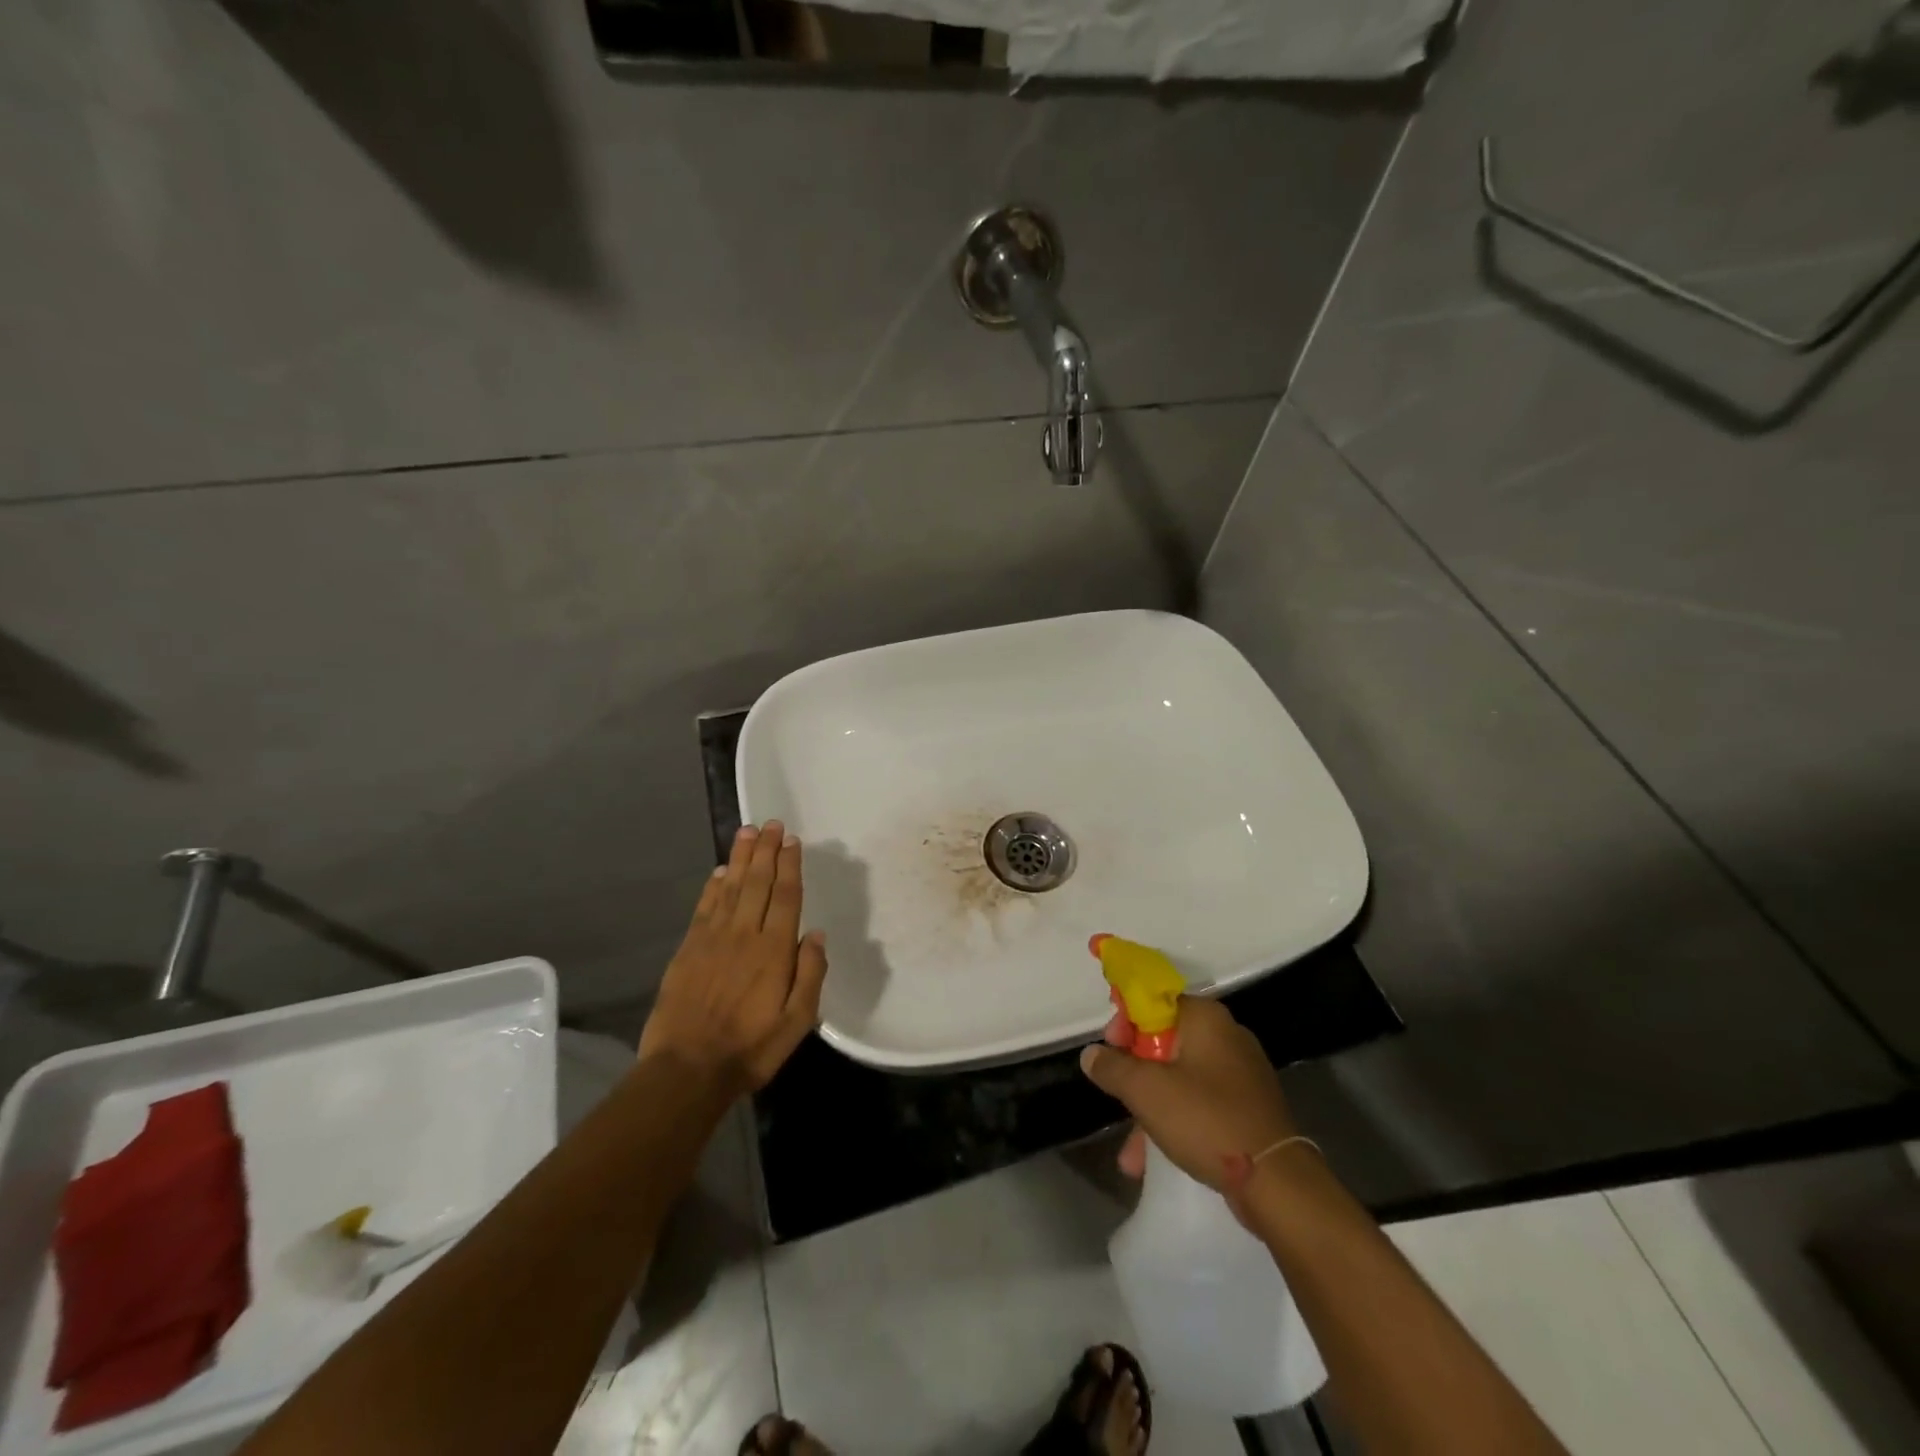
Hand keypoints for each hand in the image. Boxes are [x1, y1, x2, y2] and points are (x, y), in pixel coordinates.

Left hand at [638, 821, 827, 1094]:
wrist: (687, 1070)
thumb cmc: (750, 1049)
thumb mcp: (797, 1023)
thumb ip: (810, 975)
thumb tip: (817, 935)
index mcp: (774, 950)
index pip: (786, 896)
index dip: (790, 865)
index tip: (792, 841)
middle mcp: (744, 935)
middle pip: (758, 883)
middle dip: (767, 851)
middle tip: (771, 824)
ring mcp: (712, 939)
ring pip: (731, 888)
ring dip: (741, 858)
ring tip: (748, 832)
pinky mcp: (688, 949)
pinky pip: (704, 908)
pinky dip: (713, 886)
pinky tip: (721, 871)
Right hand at [1080, 997, 1297, 1194]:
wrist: (1277, 1182)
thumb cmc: (1206, 1119)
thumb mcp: (1146, 1091)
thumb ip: (1112, 1067)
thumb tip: (1091, 1054)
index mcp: (1206, 1018)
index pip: (1155, 1000)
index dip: (1126, 1021)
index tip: (1110, 1047)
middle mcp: (1226, 1036)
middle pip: (1165, 1041)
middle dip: (1135, 1073)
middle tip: (1116, 1095)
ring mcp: (1241, 1074)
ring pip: (1180, 1078)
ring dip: (1150, 1108)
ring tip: (1131, 1152)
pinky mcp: (1248, 1108)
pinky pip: (1200, 1104)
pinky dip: (1175, 1123)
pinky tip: (1152, 1160)